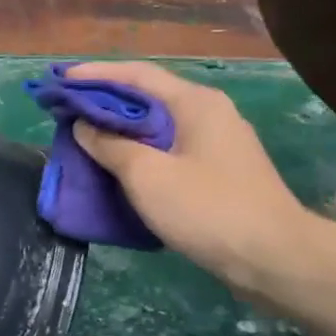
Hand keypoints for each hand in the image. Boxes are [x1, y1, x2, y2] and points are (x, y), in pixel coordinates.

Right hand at [66, 62, 317, 295]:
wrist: (276, 261)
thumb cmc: (208, 209)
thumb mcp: (147, 175)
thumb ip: (110, 145)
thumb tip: (85, 126)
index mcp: (195, 102)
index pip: (137, 74)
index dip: (95, 75)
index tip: (60, 80)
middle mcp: (209, 113)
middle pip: (148, 96)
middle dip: (105, 100)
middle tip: (67, 108)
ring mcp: (218, 143)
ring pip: (159, 125)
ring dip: (121, 128)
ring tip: (85, 135)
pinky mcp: (220, 172)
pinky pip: (170, 149)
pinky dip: (140, 151)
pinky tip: (119, 166)